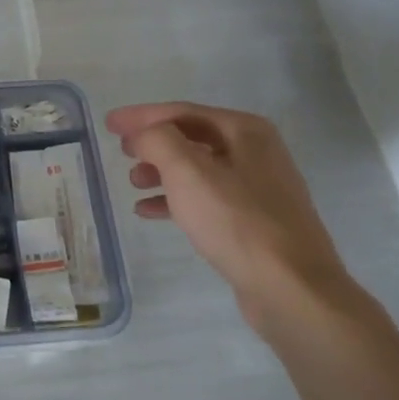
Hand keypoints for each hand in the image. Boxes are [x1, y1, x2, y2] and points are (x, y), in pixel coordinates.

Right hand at [106, 101, 352, 322]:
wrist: (290, 287)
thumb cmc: (236, 222)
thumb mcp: (188, 172)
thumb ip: (158, 141)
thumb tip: (142, 135)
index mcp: (245, 131)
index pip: (182, 112)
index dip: (141, 116)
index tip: (109, 123)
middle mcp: (256, 152)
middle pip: (191, 137)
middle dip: (153, 142)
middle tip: (120, 150)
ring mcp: (257, 188)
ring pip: (197, 169)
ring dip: (161, 171)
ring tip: (133, 183)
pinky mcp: (253, 220)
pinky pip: (205, 198)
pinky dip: (175, 199)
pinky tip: (149, 211)